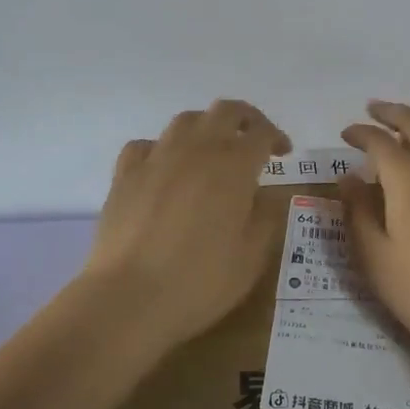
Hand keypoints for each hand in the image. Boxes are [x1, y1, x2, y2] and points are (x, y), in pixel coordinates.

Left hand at [80, 100, 291, 350]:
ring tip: (211, 150)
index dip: (276, 137)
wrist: (128, 297)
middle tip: (253, 139)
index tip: (284, 153)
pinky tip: (164, 168)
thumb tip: (267, 194)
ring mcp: (157, 157)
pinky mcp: (125, 174)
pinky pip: (146, 145)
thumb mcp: (252, 257)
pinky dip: (161, 149)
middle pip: (225, 111)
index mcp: (234, 166)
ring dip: (206, 127)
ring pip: (185, 120)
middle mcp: (196, 149)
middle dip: (245, 119)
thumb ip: (266, 217)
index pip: (261, 132)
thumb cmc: (200, 281)